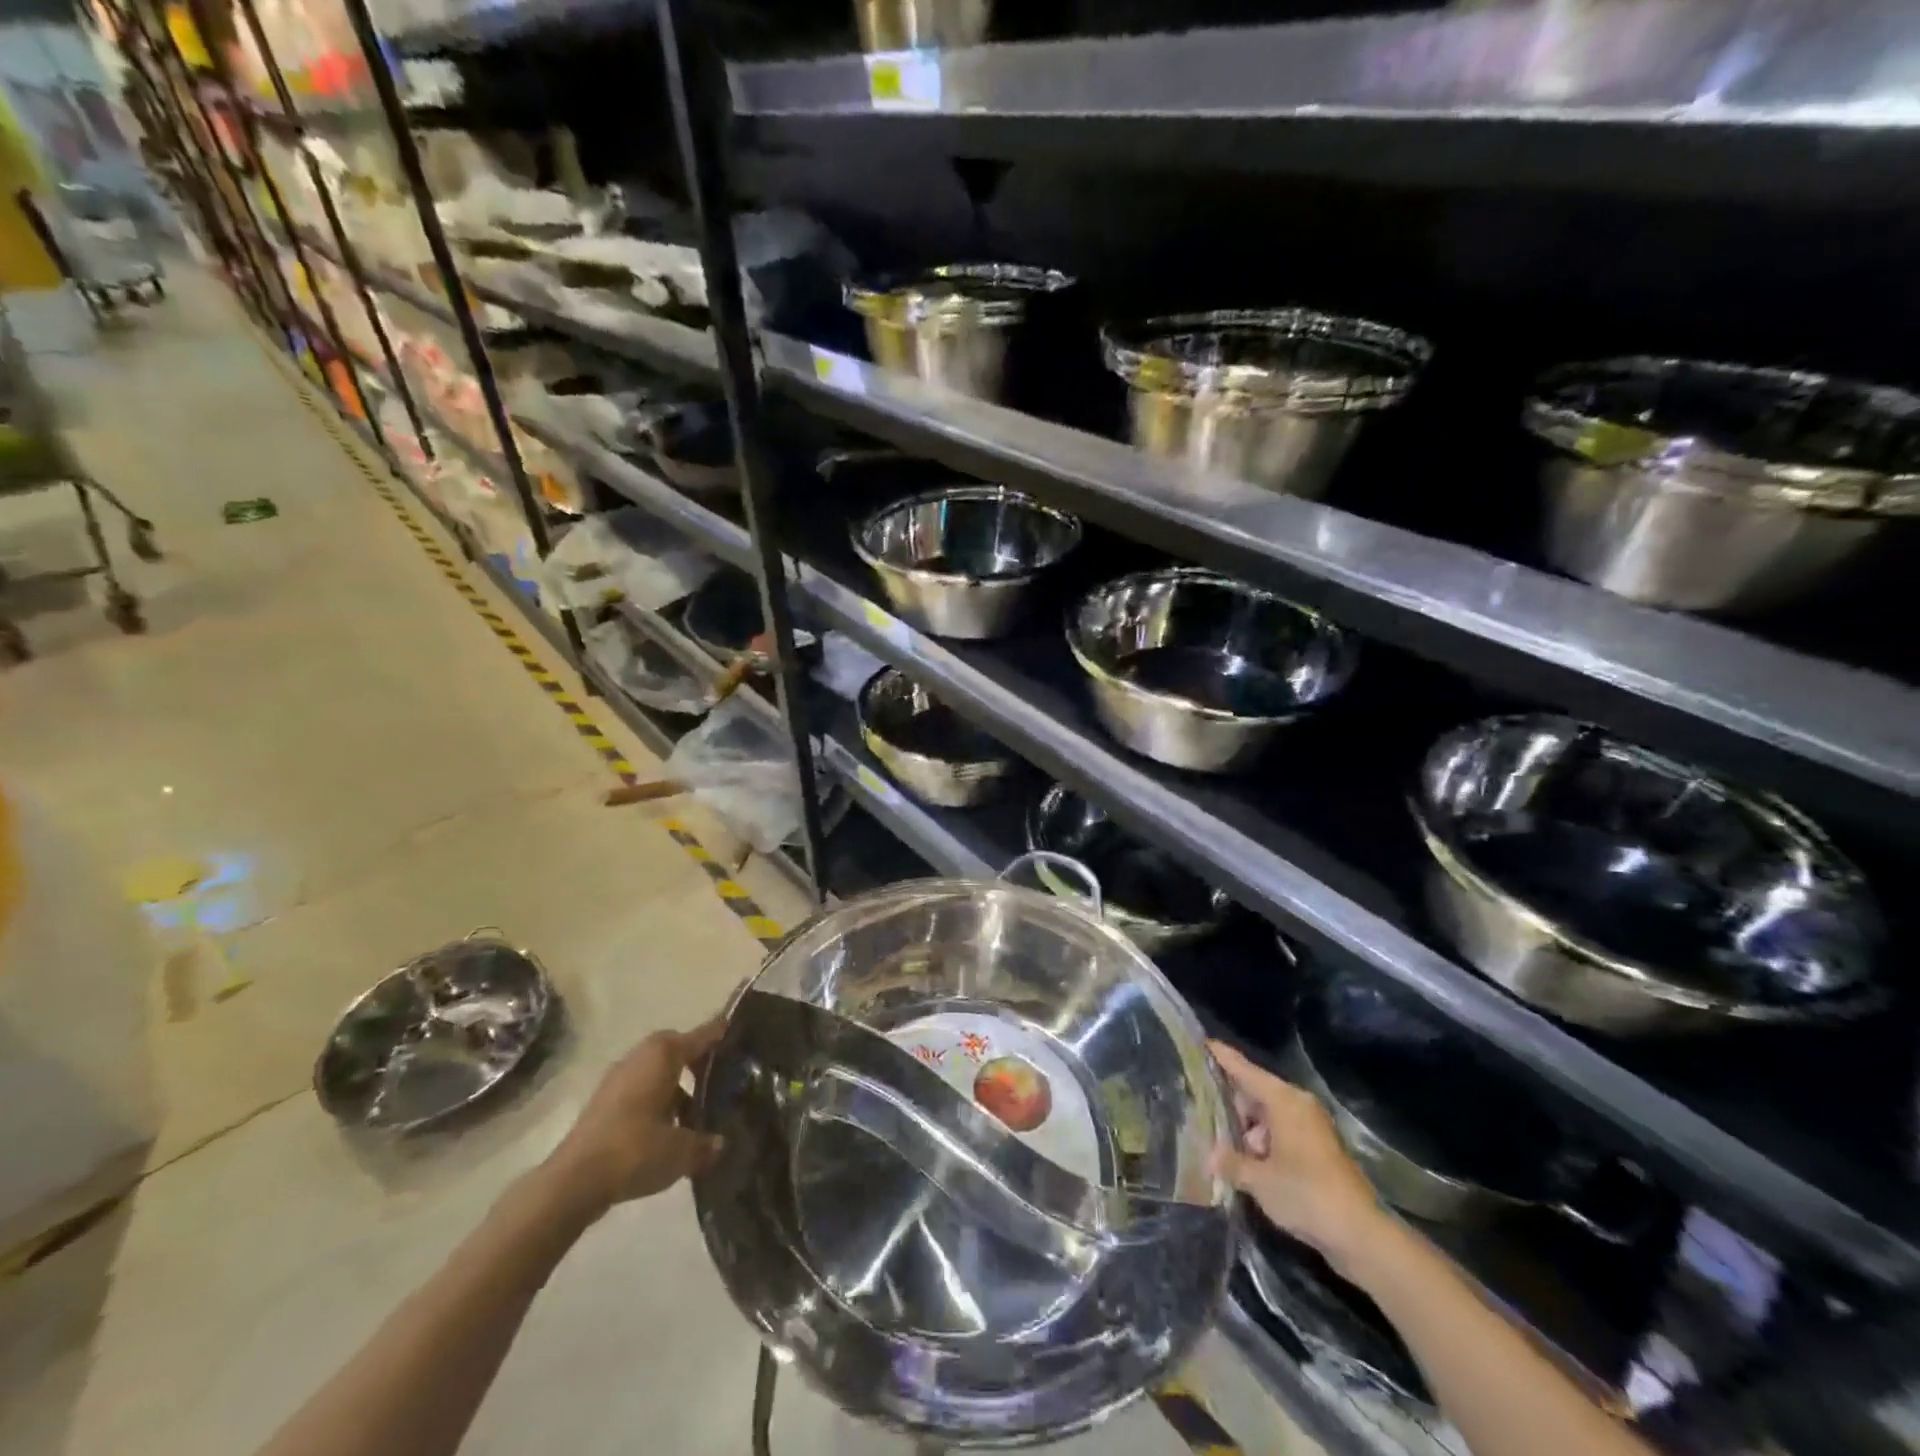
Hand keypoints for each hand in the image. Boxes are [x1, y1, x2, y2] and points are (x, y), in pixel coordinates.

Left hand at [544, 1017, 726, 1214]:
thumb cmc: (635, 1150)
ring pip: (656, 1072)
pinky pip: (640, 1091)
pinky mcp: (603, 1104)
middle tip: (718, 1078)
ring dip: (675, 1087)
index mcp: (663, 1055)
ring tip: (695, 1113)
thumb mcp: (681, 1151)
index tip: (736, 1028)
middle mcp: (640, 1057)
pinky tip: (667, 1131)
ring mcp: (617, 1080)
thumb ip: (706, 1144)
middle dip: (696, 1062)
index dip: (720, 1033)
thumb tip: (721, 1144)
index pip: (701, 1036)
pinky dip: (656, 1102)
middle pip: (675, 1050)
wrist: (572, 1182)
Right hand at [1209, 1040, 1387, 1272]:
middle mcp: (1298, 1105)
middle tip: (1200, 1110)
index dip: (1222, 1057)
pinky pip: (1281, 1134)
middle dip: (1230, 1104)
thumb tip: (1210, 1155)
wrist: (1361, 1235)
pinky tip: (1246, 1163)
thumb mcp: (1258, 1180)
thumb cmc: (1306, 1194)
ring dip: (1247, 1130)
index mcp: (1284, 1100)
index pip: (1245, 1070)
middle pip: (1255, 1093)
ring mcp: (1311, 1128)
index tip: (1202, 1043)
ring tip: (1220, 1145)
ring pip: (1268, 1116)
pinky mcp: (1319, 1150)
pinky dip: (1264, 1144)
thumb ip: (1230, 1162)